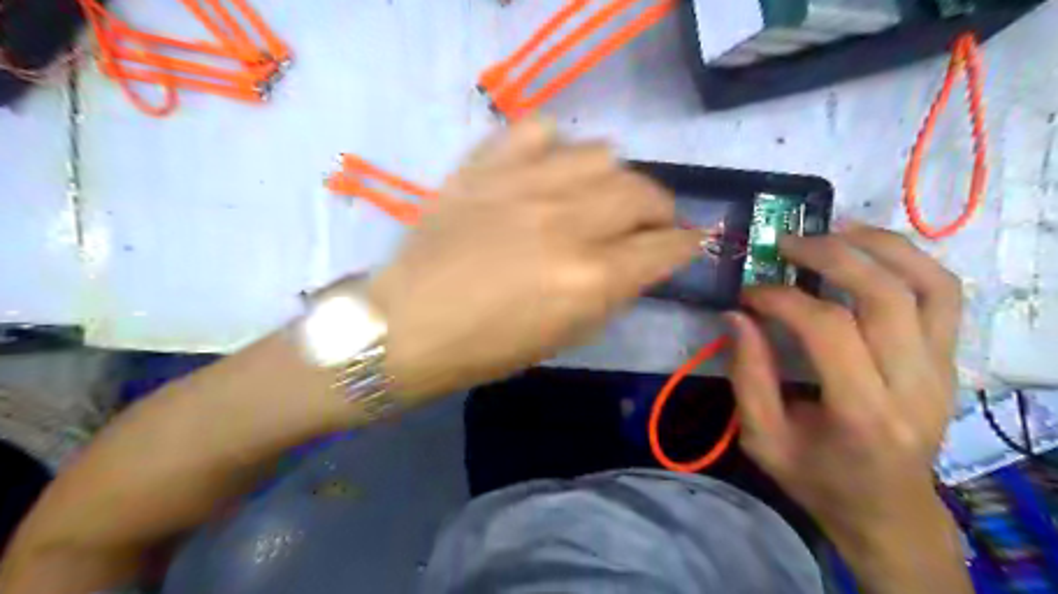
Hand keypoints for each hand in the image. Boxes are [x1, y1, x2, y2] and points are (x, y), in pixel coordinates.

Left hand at [368, 119, 699, 401]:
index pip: (665, 246)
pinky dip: (554, 147)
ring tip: (596, 194)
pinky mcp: (486, 166)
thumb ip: (614, 293)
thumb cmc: (488, 346)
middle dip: (658, 209)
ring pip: (601, 153)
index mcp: (590, 278)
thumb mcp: (566, 336)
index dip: (687, 243)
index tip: (690, 240)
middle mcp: (568, 223)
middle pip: (643, 192)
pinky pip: (538, 129)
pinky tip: (547, 169)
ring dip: (612, 177)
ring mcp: (525, 185)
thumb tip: (642, 260)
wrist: (409, 324)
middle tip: (646, 222)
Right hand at [728, 223, 965, 570]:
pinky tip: (869, 249)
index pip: (829, 329)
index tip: (749, 293)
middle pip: (885, 296)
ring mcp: (943, 370)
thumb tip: (736, 315)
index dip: (783, 299)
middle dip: (831, 256)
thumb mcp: (763, 439)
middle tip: (787, 243)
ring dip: (880, 246)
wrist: (889, 511)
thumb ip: (748, 376)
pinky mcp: (950, 361)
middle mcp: (914, 386)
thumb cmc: (818, 480)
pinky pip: (944, 294)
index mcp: (862, 414)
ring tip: (833, 229)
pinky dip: (909, 260)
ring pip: (930, 285)